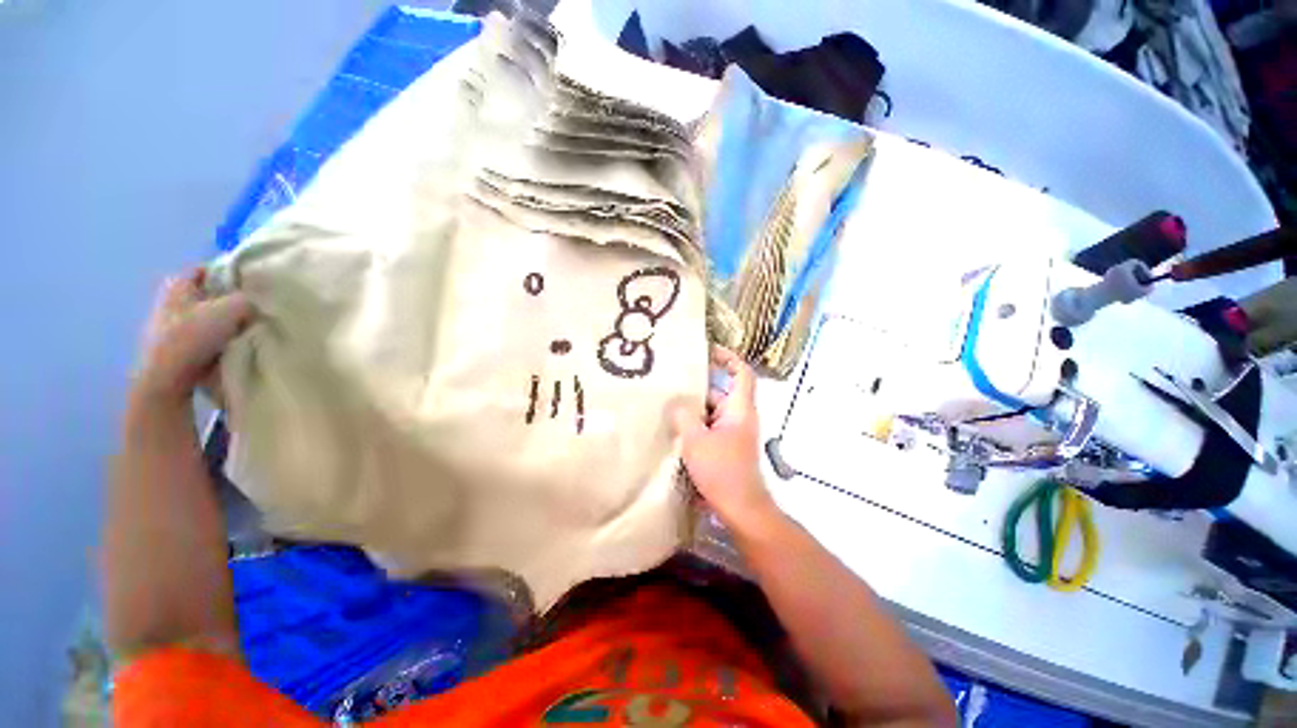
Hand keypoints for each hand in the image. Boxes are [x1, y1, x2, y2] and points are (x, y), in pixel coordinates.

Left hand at [135, 269, 253, 406]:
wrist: (166, 379)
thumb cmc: (193, 336)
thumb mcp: (233, 309)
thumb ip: (250, 300)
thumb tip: (258, 304)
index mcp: (178, 284)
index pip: (208, 269)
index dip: (230, 274)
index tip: (252, 286)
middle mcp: (171, 300)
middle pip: (209, 295)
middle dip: (230, 301)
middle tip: (255, 310)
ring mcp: (171, 327)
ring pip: (208, 318)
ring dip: (226, 323)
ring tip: (247, 331)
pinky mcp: (176, 348)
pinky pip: (205, 338)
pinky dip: (219, 340)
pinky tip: (233, 348)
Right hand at [673, 347, 777, 531]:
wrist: (740, 508)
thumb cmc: (722, 470)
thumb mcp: (696, 440)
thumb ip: (684, 417)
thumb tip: (677, 405)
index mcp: (739, 408)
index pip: (741, 373)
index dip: (728, 357)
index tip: (707, 350)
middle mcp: (738, 416)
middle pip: (720, 390)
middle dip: (699, 384)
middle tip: (673, 378)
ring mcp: (732, 433)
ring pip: (712, 410)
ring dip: (693, 406)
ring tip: (667, 400)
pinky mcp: (725, 447)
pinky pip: (709, 426)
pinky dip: (694, 423)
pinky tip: (673, 426)